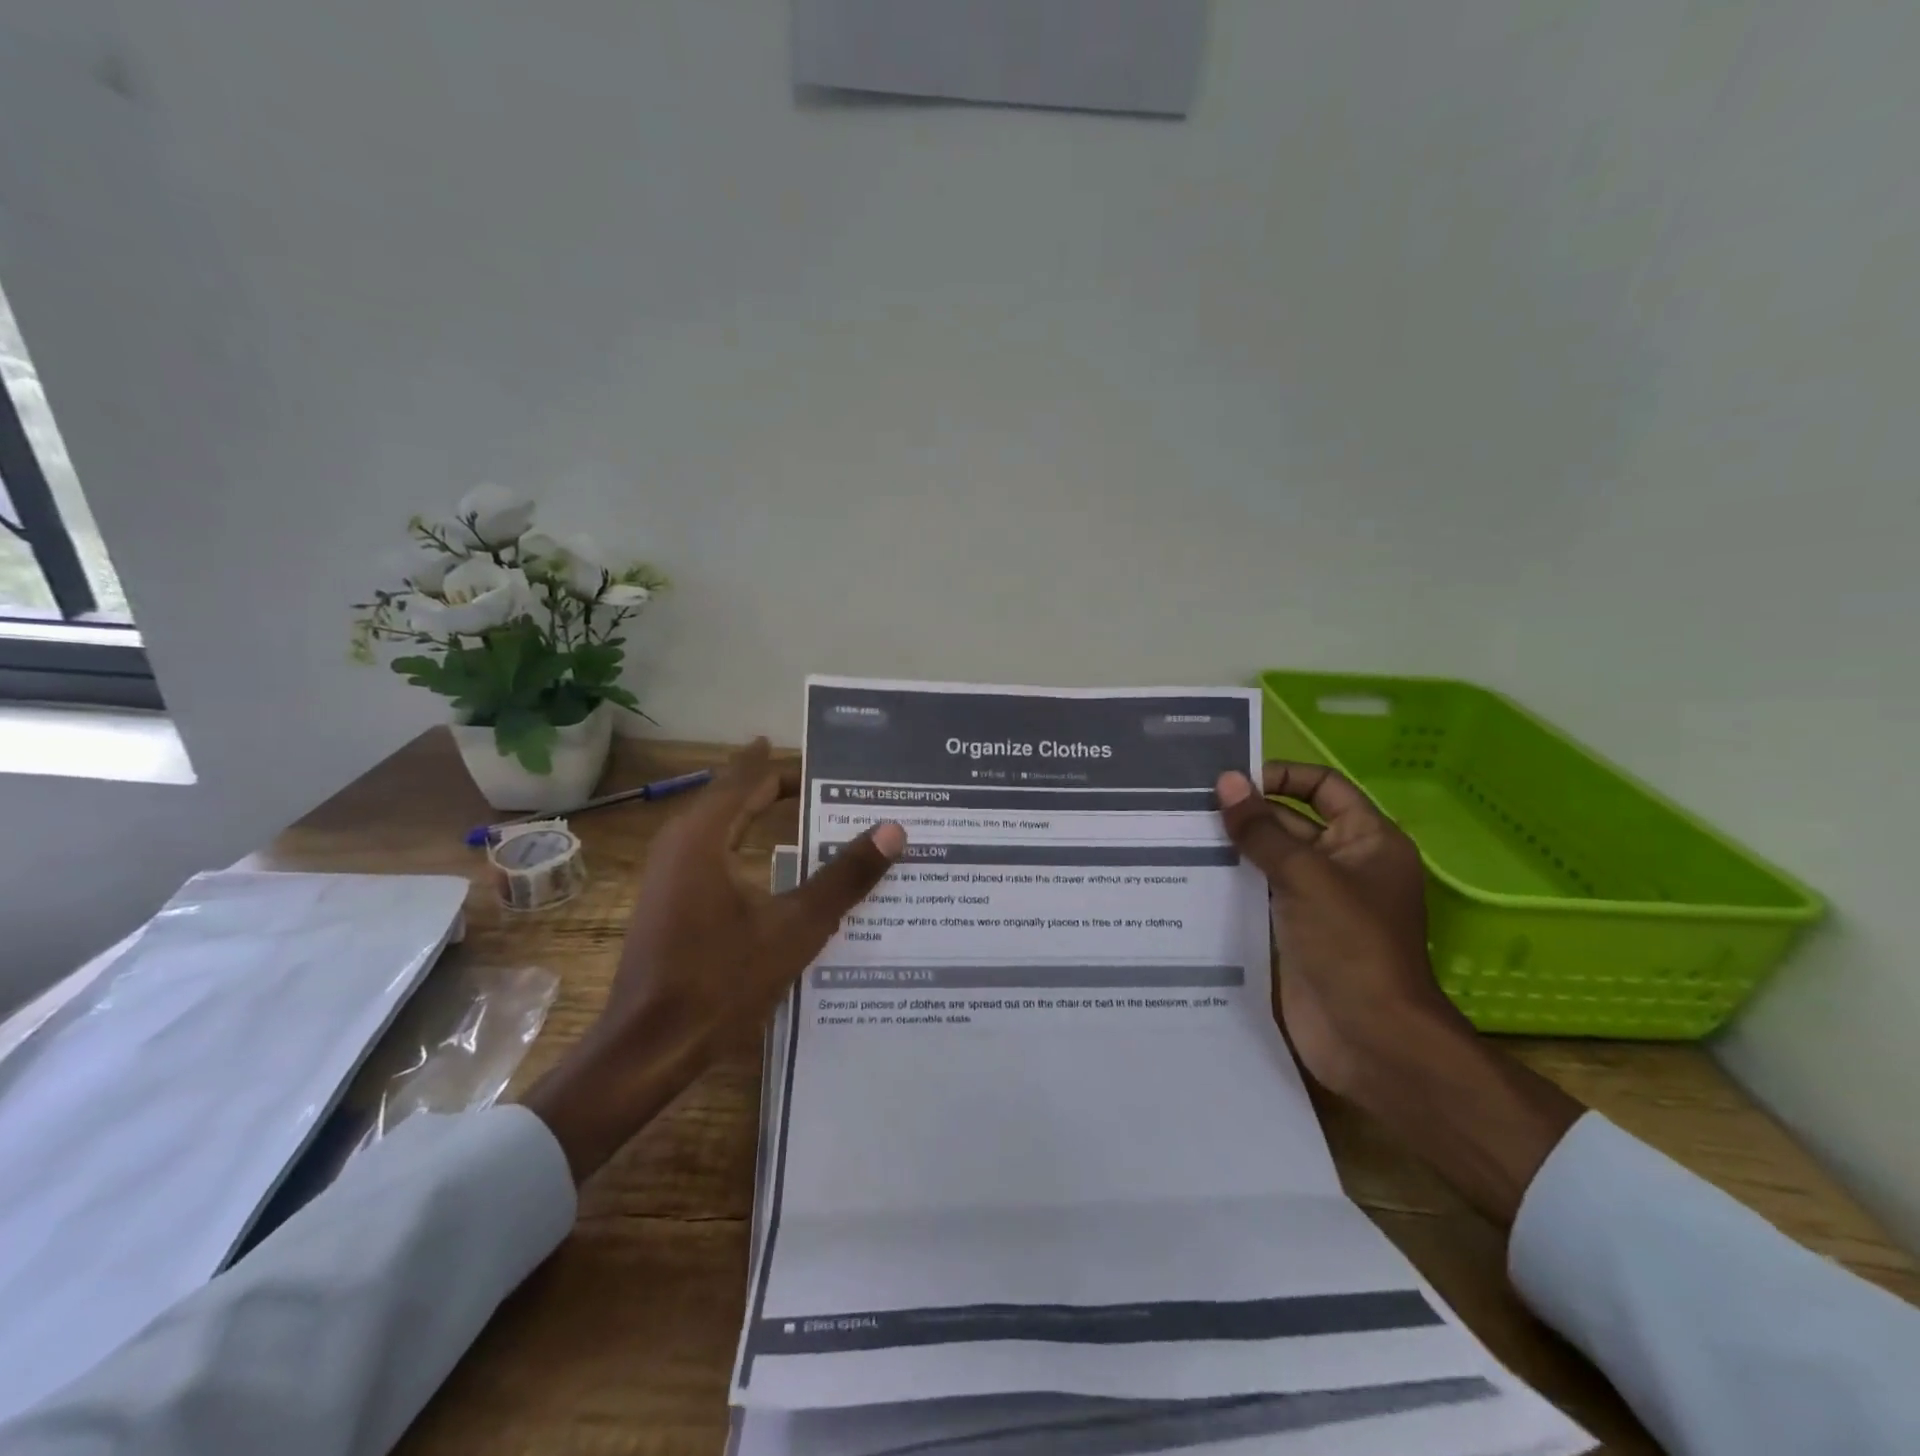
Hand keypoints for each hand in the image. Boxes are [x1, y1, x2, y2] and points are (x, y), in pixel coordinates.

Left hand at [525, 740, 905, 1181]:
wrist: (648, 1049)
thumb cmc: (720, 980)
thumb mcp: (795, 927)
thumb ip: (844, 877)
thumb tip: (893, 829)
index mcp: (703, 836)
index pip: (752, 777)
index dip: (792, 765)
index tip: (834, 761)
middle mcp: (681, 843)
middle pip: (738, 797)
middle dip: (783, 786)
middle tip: (836, 784)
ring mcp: (671, 874)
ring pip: (726, 826)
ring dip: (766, 816)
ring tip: (817, 815)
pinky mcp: (672, 901)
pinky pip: (718, 853)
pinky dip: (752, 845)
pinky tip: (783, 865)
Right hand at [1215, 763, 1464, 1102]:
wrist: (1370, 1038)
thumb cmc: (1352, 944)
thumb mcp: (1306, 876)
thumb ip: (1262, 829)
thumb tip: (1227, 781)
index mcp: (1366, 841)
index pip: (1323, 787)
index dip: (1283, 776)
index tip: (1234, 781)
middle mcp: (1342, 864)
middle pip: (1290, 822)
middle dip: (1247, 813)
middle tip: (1187, 804)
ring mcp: (1315, 900)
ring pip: (1269, 860)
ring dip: (1232, 847)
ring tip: (1177, 832)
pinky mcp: (1291, 931)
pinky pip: (1257, 894)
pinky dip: (1229, 883)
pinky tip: (1187, 873)